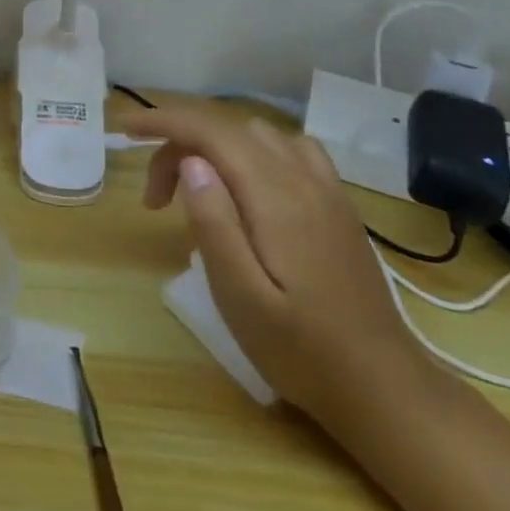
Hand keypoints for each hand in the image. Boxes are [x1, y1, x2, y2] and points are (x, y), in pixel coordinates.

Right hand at [122, 104, 431, 429]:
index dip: (162, 121)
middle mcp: (303, 180)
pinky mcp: (338, 206)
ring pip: (259, 134)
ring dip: (215, 145)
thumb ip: (214, 223)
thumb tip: (190, 162)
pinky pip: (290, 149)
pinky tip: (246, 185)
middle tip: (155, 200)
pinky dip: (253, 150)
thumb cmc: (302, 351)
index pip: (210, 131)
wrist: (385, 389)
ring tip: (195, 189)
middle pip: (228, 129)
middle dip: (179, 144)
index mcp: (275, 197)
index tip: (125, 131)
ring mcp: (327, 190)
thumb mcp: (241, 297)